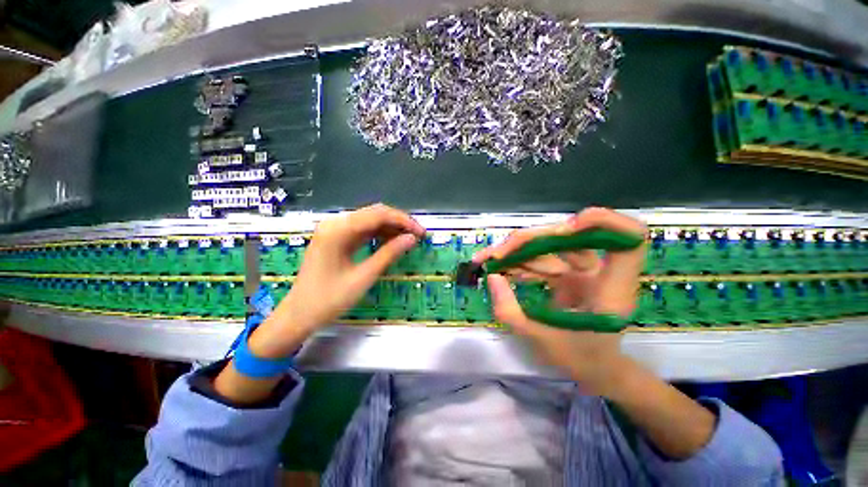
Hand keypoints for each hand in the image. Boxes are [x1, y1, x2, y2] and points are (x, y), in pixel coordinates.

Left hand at [248, 204, 425, 357]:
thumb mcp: (363, 277)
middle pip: (374, 213)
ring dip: (391, 227)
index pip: (378, 215)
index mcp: (338, 230)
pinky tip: (392, 241)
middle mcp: (336, 223)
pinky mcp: (336, 238)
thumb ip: (389, 254)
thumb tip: (412, 238)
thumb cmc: (329, 299)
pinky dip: (379, 234)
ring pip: (370, 220)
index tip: (421, 233)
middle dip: (399, 222)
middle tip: (418, 235)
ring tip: (409, 239)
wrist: (299, 314)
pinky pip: (362, 230)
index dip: (403, 221)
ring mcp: (335, 230)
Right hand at [475, 207, 646, 393]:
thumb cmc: (579, 360)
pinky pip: (543, 258)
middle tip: (495, 255)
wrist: (596, 370)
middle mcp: (600, 272)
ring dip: (517, 252)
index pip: (630, 238)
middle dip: (528, 241)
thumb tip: (491, 276)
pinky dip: (520, 262)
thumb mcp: (539, 341)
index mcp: (610, 289)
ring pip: (550, 245)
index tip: (566, 228)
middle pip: (569, 236)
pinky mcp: (569, 273)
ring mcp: (584, 270)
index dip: (604, 222)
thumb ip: (510, 311)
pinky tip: (501, 270)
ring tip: (488, 262)